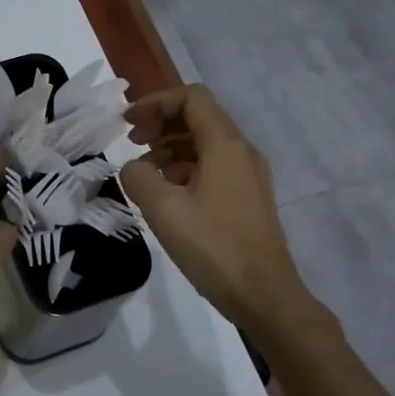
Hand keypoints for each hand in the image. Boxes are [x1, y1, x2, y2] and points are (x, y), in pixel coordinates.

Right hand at [119, 85, 327, 337]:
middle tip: (132, 141)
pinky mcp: (248, 198)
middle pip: (199, 116)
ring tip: (144, 169)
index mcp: (225, 145)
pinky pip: (214, 165)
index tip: (128, 122)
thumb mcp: (163, 210)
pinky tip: (167, 191)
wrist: (266, 297)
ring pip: (206, 142)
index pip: (191, 98)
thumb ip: (139, 177)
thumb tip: (134, 167)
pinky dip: (186, 166)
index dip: (156, 102)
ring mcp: (249, 175)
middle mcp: (242, 151)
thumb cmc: (214, 248)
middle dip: (161, 122)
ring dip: (172, 145)